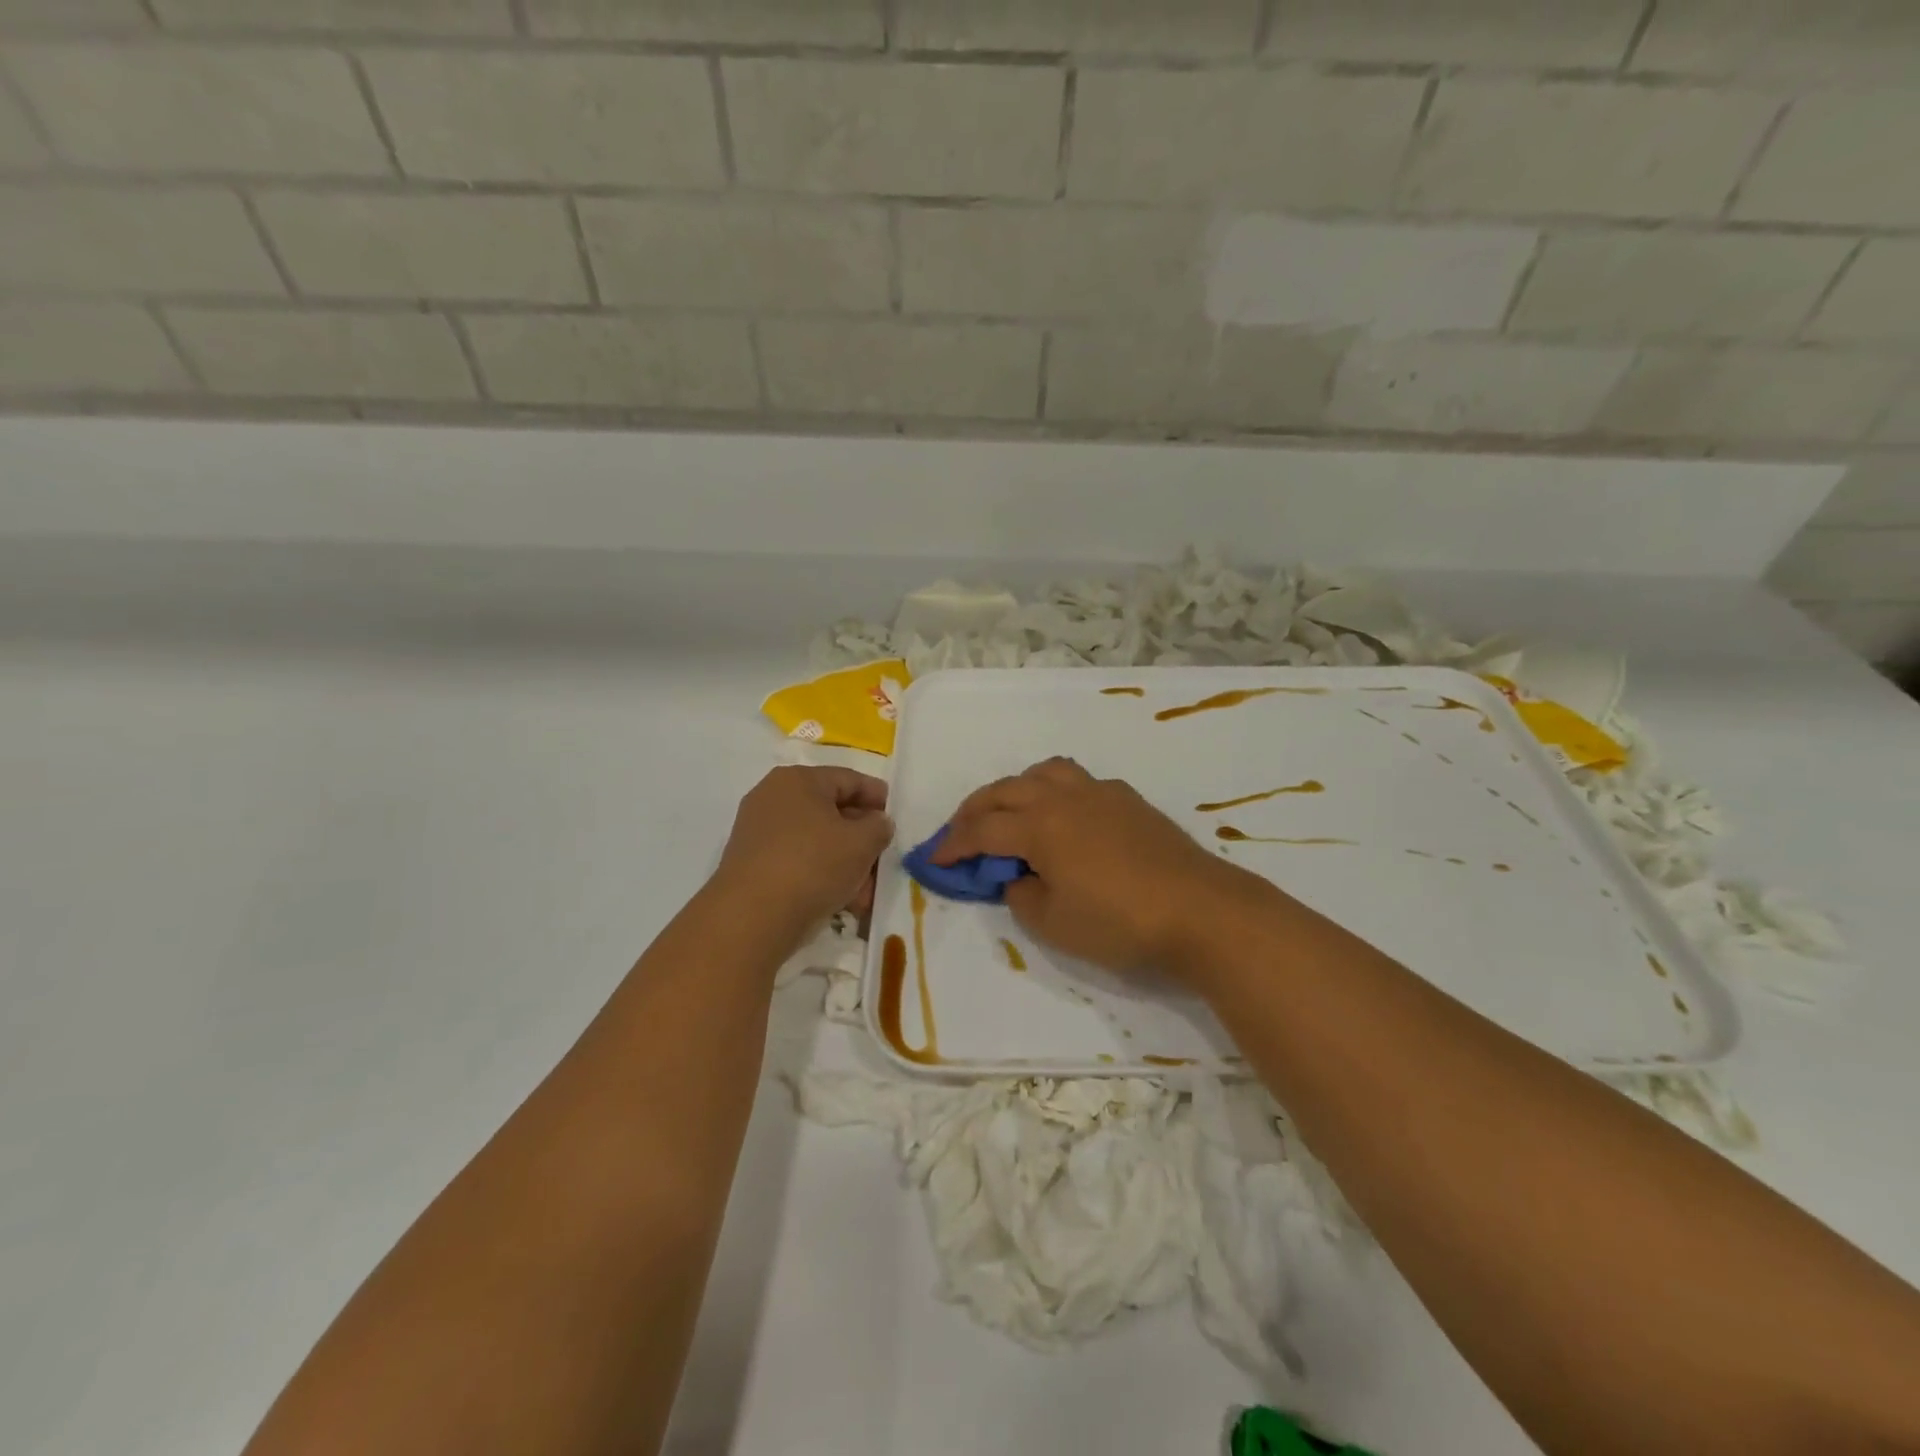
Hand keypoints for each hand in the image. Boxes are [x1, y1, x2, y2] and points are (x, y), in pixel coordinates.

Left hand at [713, 766, 893, 931]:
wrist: (752, 917)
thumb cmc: (813, 865)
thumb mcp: (862, 842)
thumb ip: (879, 826)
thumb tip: (876, 823)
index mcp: (799, 780)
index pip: (848, 779)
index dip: (876, 796)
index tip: (894, 817)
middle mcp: (773, 798)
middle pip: (831, 811)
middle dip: (861, 837)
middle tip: (881, 858)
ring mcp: (758, 832)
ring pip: (815, 840)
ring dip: (844, 862)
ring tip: (865, 892)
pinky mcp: (752, 864)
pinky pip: (797, 861)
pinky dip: (821, 875)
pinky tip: (841, 901)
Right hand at [933, 758, 1256, 978]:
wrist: (1201, 911)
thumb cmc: (1120, 923)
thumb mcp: (1054, 924)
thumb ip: (1021, 895)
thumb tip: (1018, 876)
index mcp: (1040, 825)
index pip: (983, 830)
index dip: (953, 844)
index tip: (933, 859)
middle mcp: (1065, 797)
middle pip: (1006, 790)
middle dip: (975, 810)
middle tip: (960, 833)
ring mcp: (1101, 793)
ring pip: (1044, 773)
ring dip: (1015, 789)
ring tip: (1010, 813)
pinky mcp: (1129, 800)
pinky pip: (1078, 781)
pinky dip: (1054, 791)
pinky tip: (1063, 818)